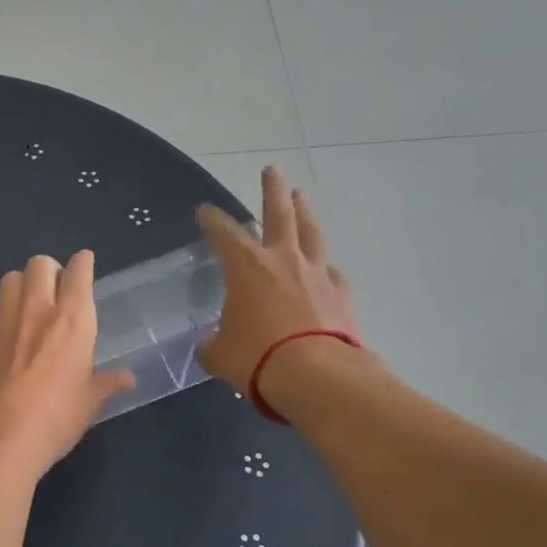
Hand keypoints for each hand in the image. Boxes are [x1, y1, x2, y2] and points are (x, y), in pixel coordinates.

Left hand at [0, 251, 134, 471]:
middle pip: (39, 264)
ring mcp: (3, 322)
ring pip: (8, 278)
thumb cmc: (56, 419)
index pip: (79, 272)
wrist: (1, 437)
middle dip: (48, 270)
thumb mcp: (89, 403)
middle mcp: (38, 310)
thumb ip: (106, 384)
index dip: (82, 264)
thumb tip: (126, 379)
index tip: (84, 265)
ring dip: (19, 286)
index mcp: (74, 320)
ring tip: (24, 304)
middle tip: (54, 289)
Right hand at [196, 166, 364, 393]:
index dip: (211, 219)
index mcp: (246, 267)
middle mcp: (283, 260)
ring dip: (305, 212)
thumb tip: (211, 344)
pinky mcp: (342, 295)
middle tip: (272, 170)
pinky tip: (327, 270)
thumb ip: (213, 344)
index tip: (204, 211)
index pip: (223, 233)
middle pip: (279, 213)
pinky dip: (326, 269)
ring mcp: (317, 275)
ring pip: (311, 233)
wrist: (318, 376)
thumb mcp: (219, 355)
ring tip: (302, 196)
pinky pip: (333, 274)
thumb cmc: (257, 358)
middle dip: (272, 190)